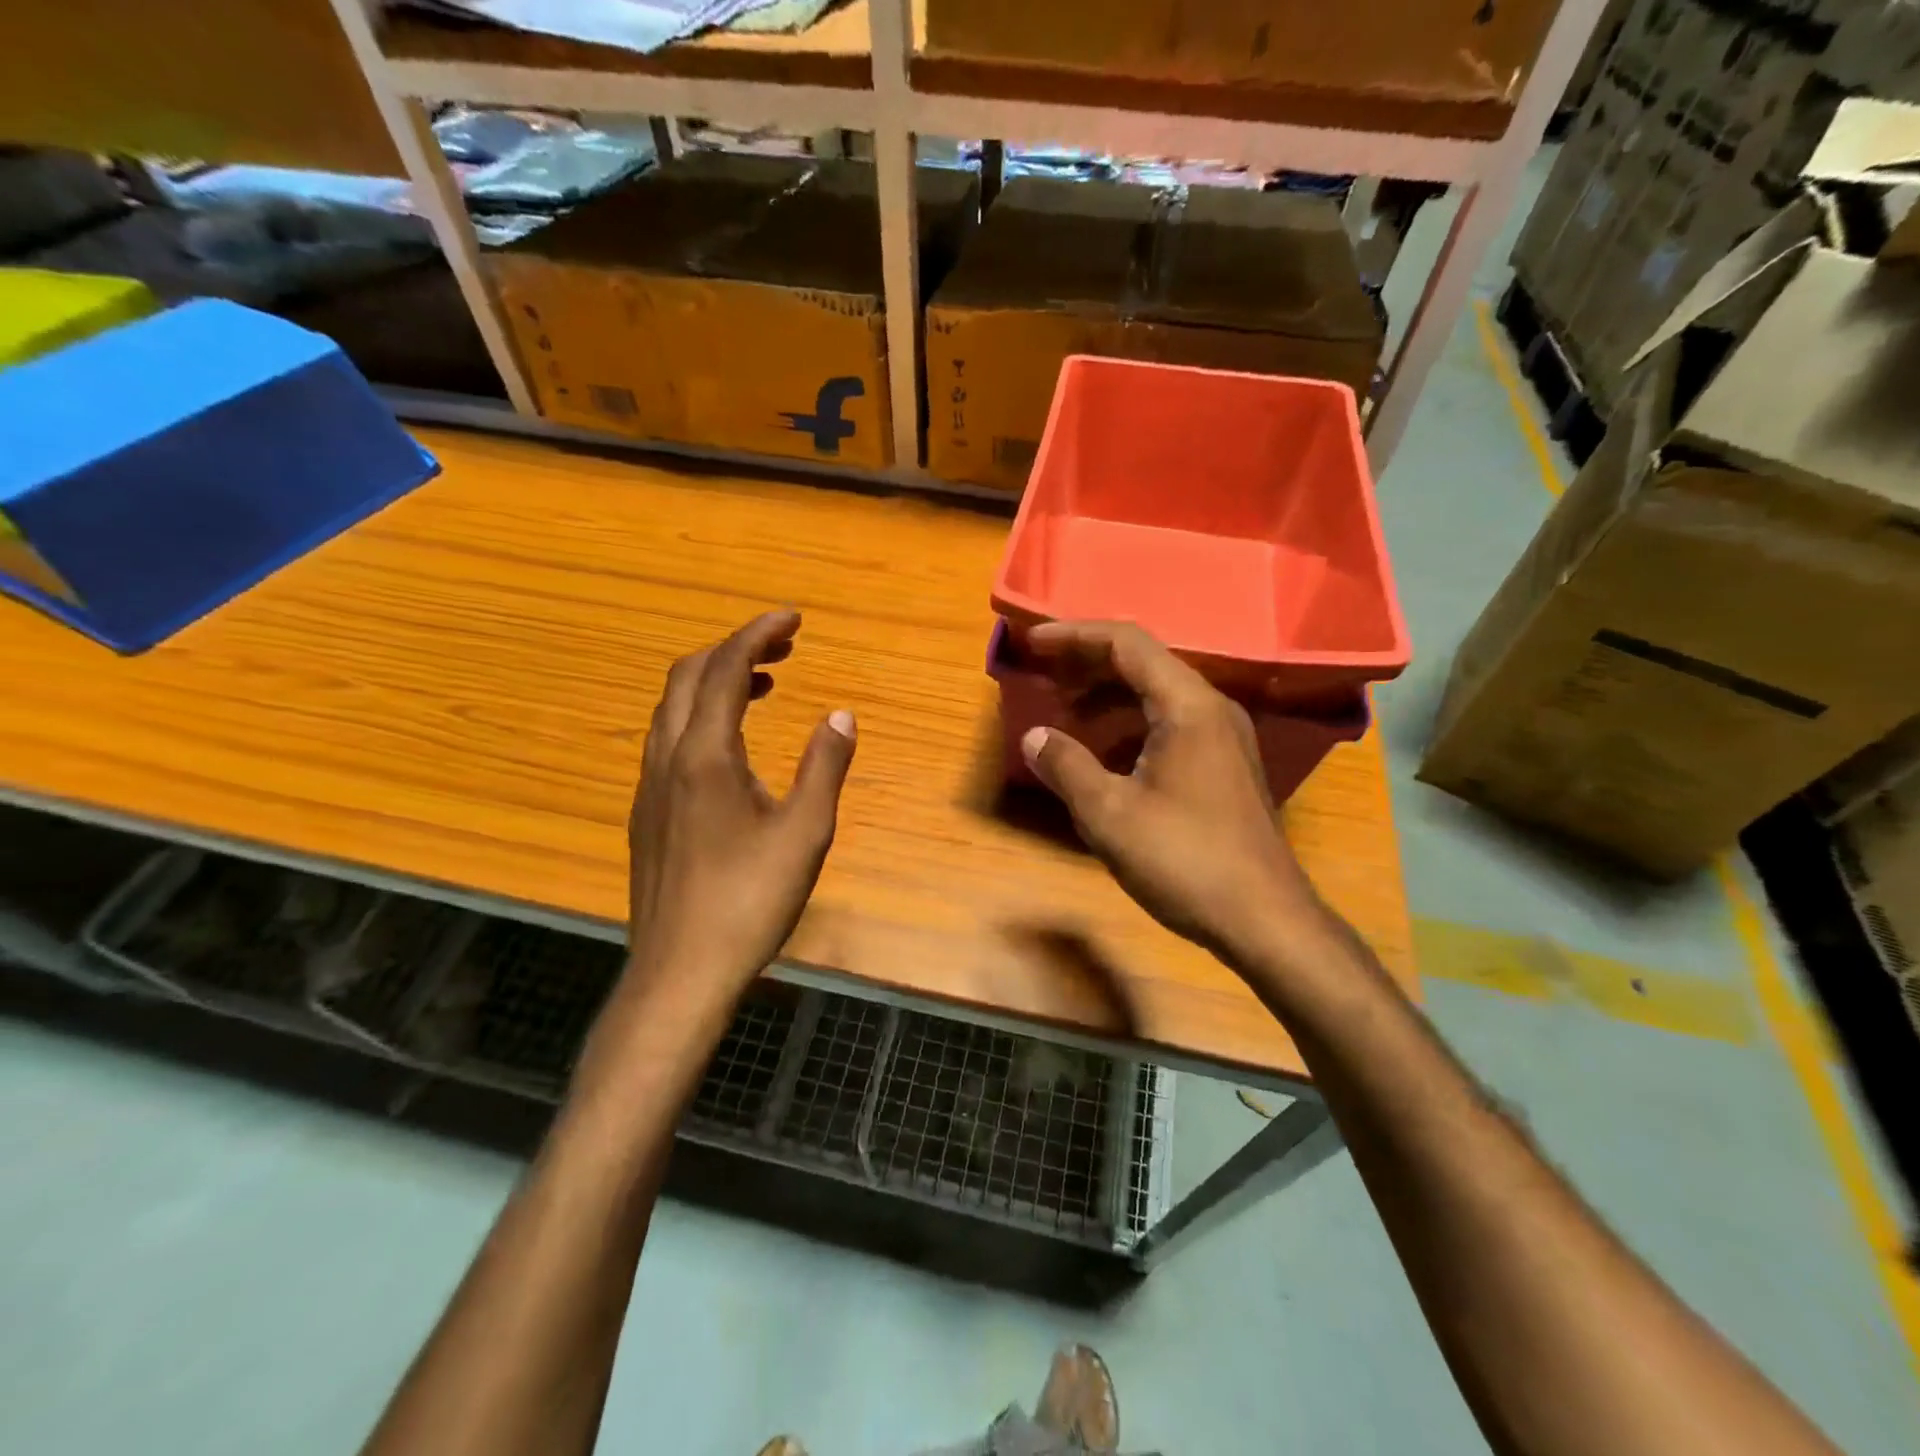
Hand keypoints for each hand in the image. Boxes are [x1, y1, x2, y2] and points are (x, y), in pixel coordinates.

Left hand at [624, 610, 855, 1002]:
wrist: (679, 973)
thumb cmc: (749, 902)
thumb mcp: (805, 834)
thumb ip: (824, 767)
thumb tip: (841, 714)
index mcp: (705, 756)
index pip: (726, 670)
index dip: (759, 634)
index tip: (793, 618)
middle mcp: (667, 759)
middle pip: (688, 677)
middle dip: (735, 648)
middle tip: (784, 646)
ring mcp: (649, 788)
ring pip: (672, 708)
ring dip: (715, 681)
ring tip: (765, 684)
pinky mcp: (646, 814)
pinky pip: (669, 738)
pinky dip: (701, 716)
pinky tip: (733, 746)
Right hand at [1019, 621, 1320, 965]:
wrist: (1265, 920)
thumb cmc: (1185, 861)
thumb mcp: (1110, 814)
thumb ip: (1067, 767)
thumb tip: (1035, 737)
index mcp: (1188, 706)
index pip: (1127, 643)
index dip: (1075, 635)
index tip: (1033, 642)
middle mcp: (1212, 710)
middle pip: (1145, 663)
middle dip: (1089, 662)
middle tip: (1044, 672)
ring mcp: (1225, 739)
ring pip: (1158, 696)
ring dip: (1109, 696)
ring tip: (1067, 712)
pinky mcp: (1226, 768)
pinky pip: (1171, 724)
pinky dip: (1130, 725)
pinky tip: (1106, 755)